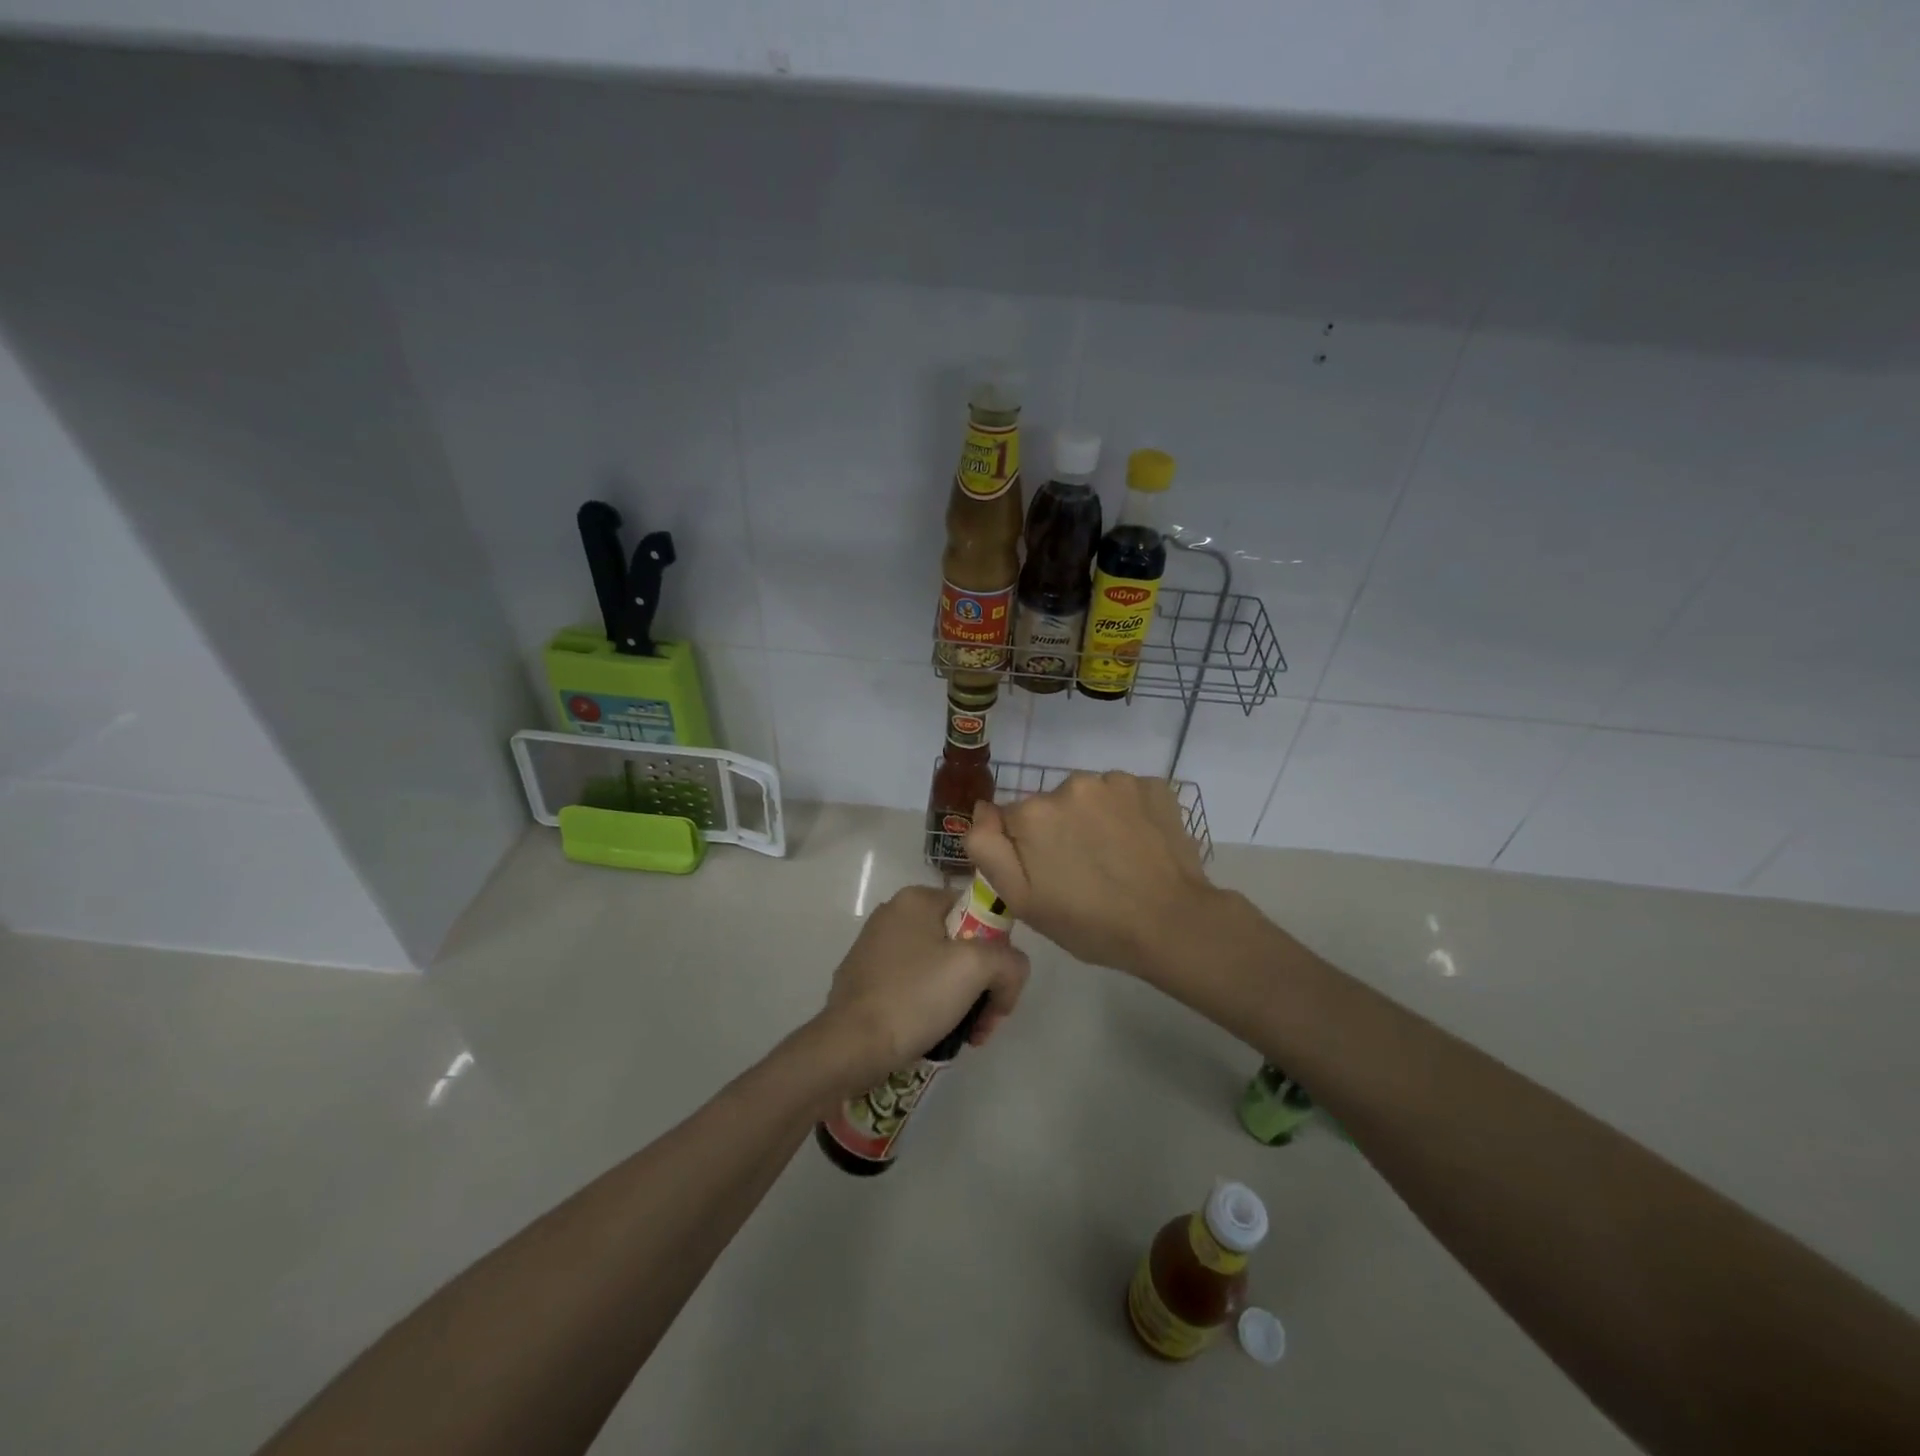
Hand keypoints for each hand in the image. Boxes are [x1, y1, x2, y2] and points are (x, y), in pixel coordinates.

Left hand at [818, 885, 1030, 1089]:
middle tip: (984, 1022)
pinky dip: (931, 1008)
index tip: (997, 990)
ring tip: (965, 1036)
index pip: (979, 913)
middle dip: (981, 985)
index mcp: (917, 899)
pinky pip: (914, 987)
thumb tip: (1008, 977)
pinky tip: (933, 1035)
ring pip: (939, 969)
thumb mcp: (976, 969)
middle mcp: (894, 915)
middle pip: (961, 945)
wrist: (849, 1047)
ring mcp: (875, 948)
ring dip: (961, 1001)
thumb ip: (1009, 961)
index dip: (998, 951)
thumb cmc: (913, 997)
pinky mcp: (865, 980)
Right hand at [964, 771, 1215, 979]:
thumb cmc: (1090, 923)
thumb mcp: (1021, 900)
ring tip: (1114, 859)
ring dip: (1094, 819)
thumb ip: (987, 848)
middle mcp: (1071, 784)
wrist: (1172, 924)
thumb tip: (982, 808)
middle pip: (1052, 805)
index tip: (1051, 876)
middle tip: (1083, 872)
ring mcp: (1116, 781)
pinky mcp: (1153, 785)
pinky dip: (1127, 814)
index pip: (1014, 821)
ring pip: (1089, 797)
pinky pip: (1125, 795)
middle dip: (1060, 831)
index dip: (1028, 850)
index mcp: (1034, 812)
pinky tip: (1138, 844)